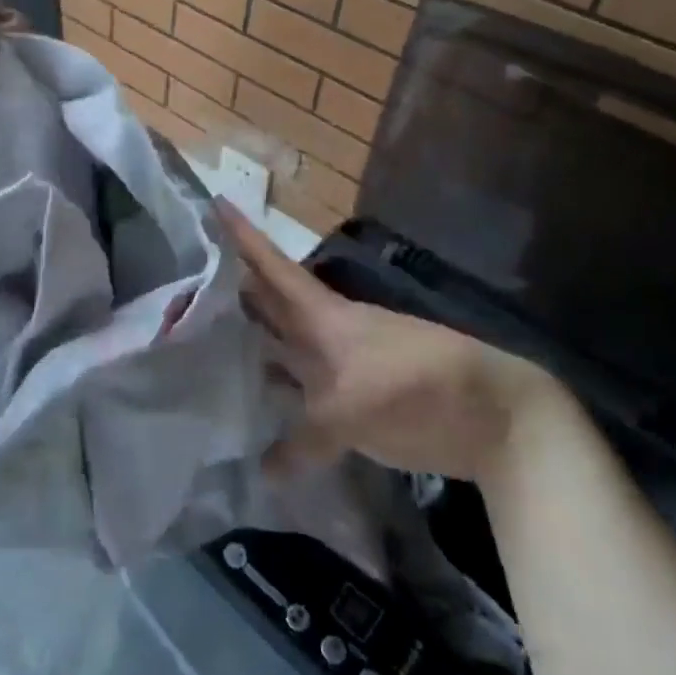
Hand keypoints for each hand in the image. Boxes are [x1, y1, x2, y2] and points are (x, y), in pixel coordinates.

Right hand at [218, 202, 563, 486]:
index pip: (272, 267)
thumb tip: (264, 472)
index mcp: (322, 316)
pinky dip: (279, 402)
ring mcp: (337, 368)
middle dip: (233, 294)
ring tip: (202, 347)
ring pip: (284, 350)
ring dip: (251, 347)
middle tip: (185, 287)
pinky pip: (302, 396)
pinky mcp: (351, 403)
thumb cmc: (415, 385)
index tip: (215, 202)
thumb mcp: (351, 410)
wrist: (489, 415)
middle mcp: (323, 334)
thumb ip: (304, 439)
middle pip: (271, 306)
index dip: (243, 237)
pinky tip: (253, 413)